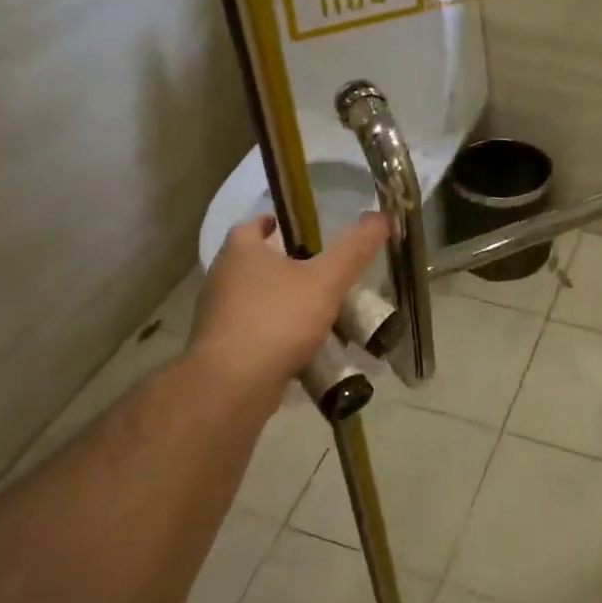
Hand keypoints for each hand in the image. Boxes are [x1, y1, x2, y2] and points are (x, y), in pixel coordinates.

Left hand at [186, 213, 388, 421]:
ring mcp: (219, 316)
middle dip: (291, 266)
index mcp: (241, 252)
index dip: (281, 224)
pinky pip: (257, 331)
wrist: (233, 386)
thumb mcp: (327, 279)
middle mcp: (223, 278)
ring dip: (286, 302)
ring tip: (324, 310)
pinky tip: (307, 346)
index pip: (257, 224)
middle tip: (327, 271)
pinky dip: (279, 333)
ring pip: (259, 299)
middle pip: (260, 263)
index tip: (309, 232)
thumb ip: (354, 249)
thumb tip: (382, 216)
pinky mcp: (222, 349)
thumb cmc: (278, 319)